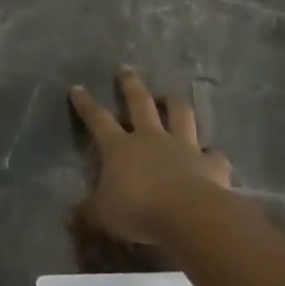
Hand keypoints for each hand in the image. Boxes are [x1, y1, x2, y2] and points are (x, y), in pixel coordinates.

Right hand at [69, 67, 232, 244]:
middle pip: (140, 103)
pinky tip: (212, 155)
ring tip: (171, 96)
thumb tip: (71, 216)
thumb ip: (89, 213)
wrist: (189, 214)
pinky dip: (212, 154)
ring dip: (174, 104)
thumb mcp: (104, 215)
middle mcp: (151, 138)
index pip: (97, 119)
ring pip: (179, 115)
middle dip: (130, 85)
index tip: (77, 87)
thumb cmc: (139, 210)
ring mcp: (183, 146)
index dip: (86, 104)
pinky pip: (213, 154)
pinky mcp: (211, 163)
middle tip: (126, 69)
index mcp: (120, 147)